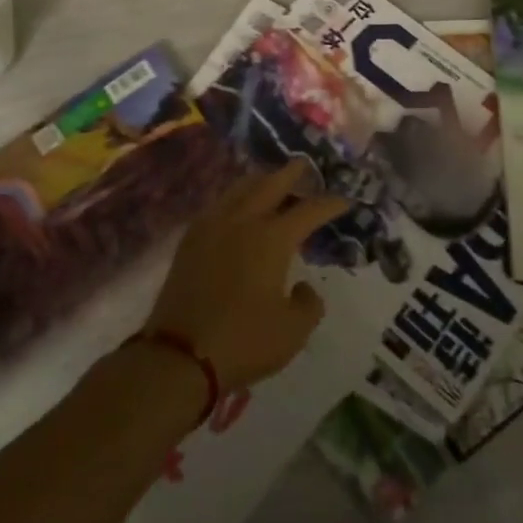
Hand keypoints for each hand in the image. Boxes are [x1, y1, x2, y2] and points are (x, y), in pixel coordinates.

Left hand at [143, 160, 349, 391]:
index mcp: (272, 238)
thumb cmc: (243, 341)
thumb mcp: (293, 332)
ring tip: (271, 182)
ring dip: (260, 181)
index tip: (345, 200)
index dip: (330, 204)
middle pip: (270, 184)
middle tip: (303, 165)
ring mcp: (212, 227)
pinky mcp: (190, 241)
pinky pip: (219, 205)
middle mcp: (243, 221)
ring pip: (240, 189)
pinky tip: (237, 209)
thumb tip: (303, 286)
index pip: (309, 210)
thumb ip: (309, 303)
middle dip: (291, 173)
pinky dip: (235, 198)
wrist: (178, 357)